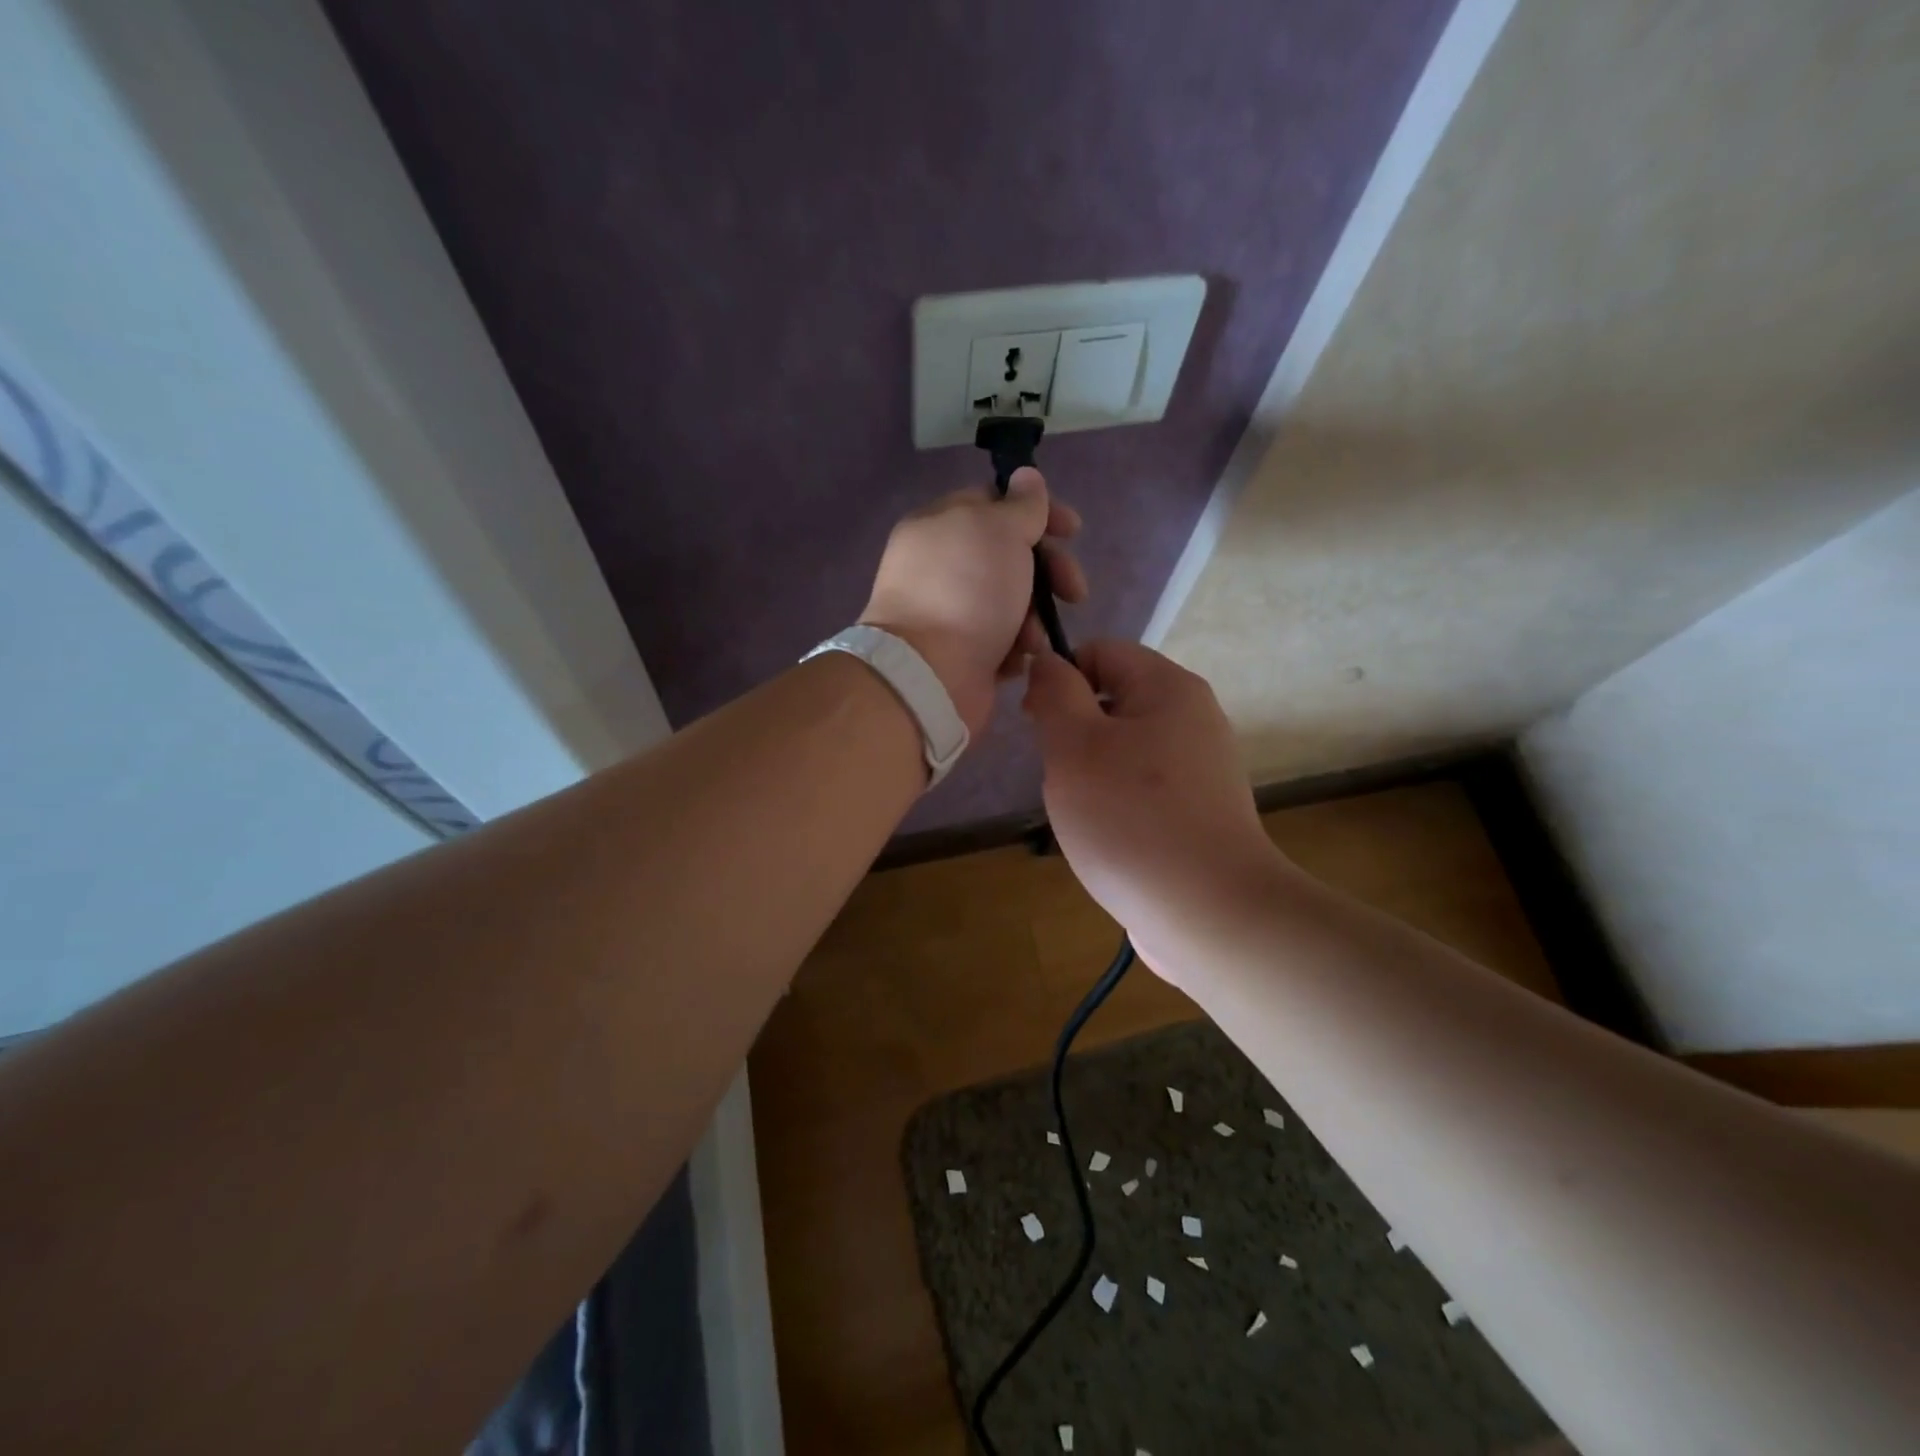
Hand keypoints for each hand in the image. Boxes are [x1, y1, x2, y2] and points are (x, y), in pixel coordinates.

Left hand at [862, 468, 1085, 736]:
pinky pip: (1001, 641)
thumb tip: (1026, 477)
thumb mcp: (1000, 531)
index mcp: (941, 525)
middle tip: (1074, 592)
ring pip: (1011, 602)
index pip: (996, 503)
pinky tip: (1018, 658)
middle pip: (1009, 556)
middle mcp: (941, 565)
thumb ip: (1020, 504)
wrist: (929, 674)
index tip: (1074, 531)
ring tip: (1032, 638)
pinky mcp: (960, 653)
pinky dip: (1015, 647)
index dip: (1040, 512)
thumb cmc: (967, 592)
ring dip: (1033, 617)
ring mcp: (949, 612)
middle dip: (1048, 572)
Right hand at [1022, 640, 1284, 981]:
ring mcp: (1204, 769)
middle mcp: (1195, 718)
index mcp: (1169, 688)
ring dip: (1093, 773)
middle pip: (1114, 700)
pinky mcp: (1203, 812)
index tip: (1035, 724)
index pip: (1100, 651)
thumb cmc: (1130, 819)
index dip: (1059, 677)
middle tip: (1060, 777)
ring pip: (1126, 749)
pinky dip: (1119, 804)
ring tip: (1084, 814)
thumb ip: (1054, 693)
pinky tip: (1111, 839)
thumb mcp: (1074, 746)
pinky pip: (1146, 788)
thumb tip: (1048, 662)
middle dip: (1074, 732)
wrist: (1208, 914)